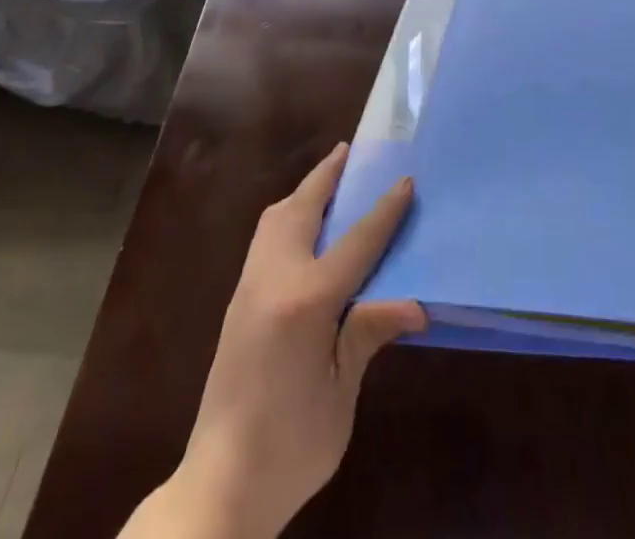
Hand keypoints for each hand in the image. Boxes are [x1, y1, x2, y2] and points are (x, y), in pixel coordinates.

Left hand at [168, 143, 424, 538]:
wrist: (220, 483)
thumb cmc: (293, 443)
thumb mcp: (341, 393)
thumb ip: (368, 333)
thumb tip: (414, 304)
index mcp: (306, 300)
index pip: (356, 242)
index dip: (384, 211)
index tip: (404, 180)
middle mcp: (273, 277)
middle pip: (303, 209)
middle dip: (327, 177)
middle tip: (348, 152)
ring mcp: (249, 285)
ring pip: (275, 218)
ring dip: (302, 193)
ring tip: (326, 181)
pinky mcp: (237, 300)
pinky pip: (264, 238)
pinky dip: (286, 217)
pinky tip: (301, 227)